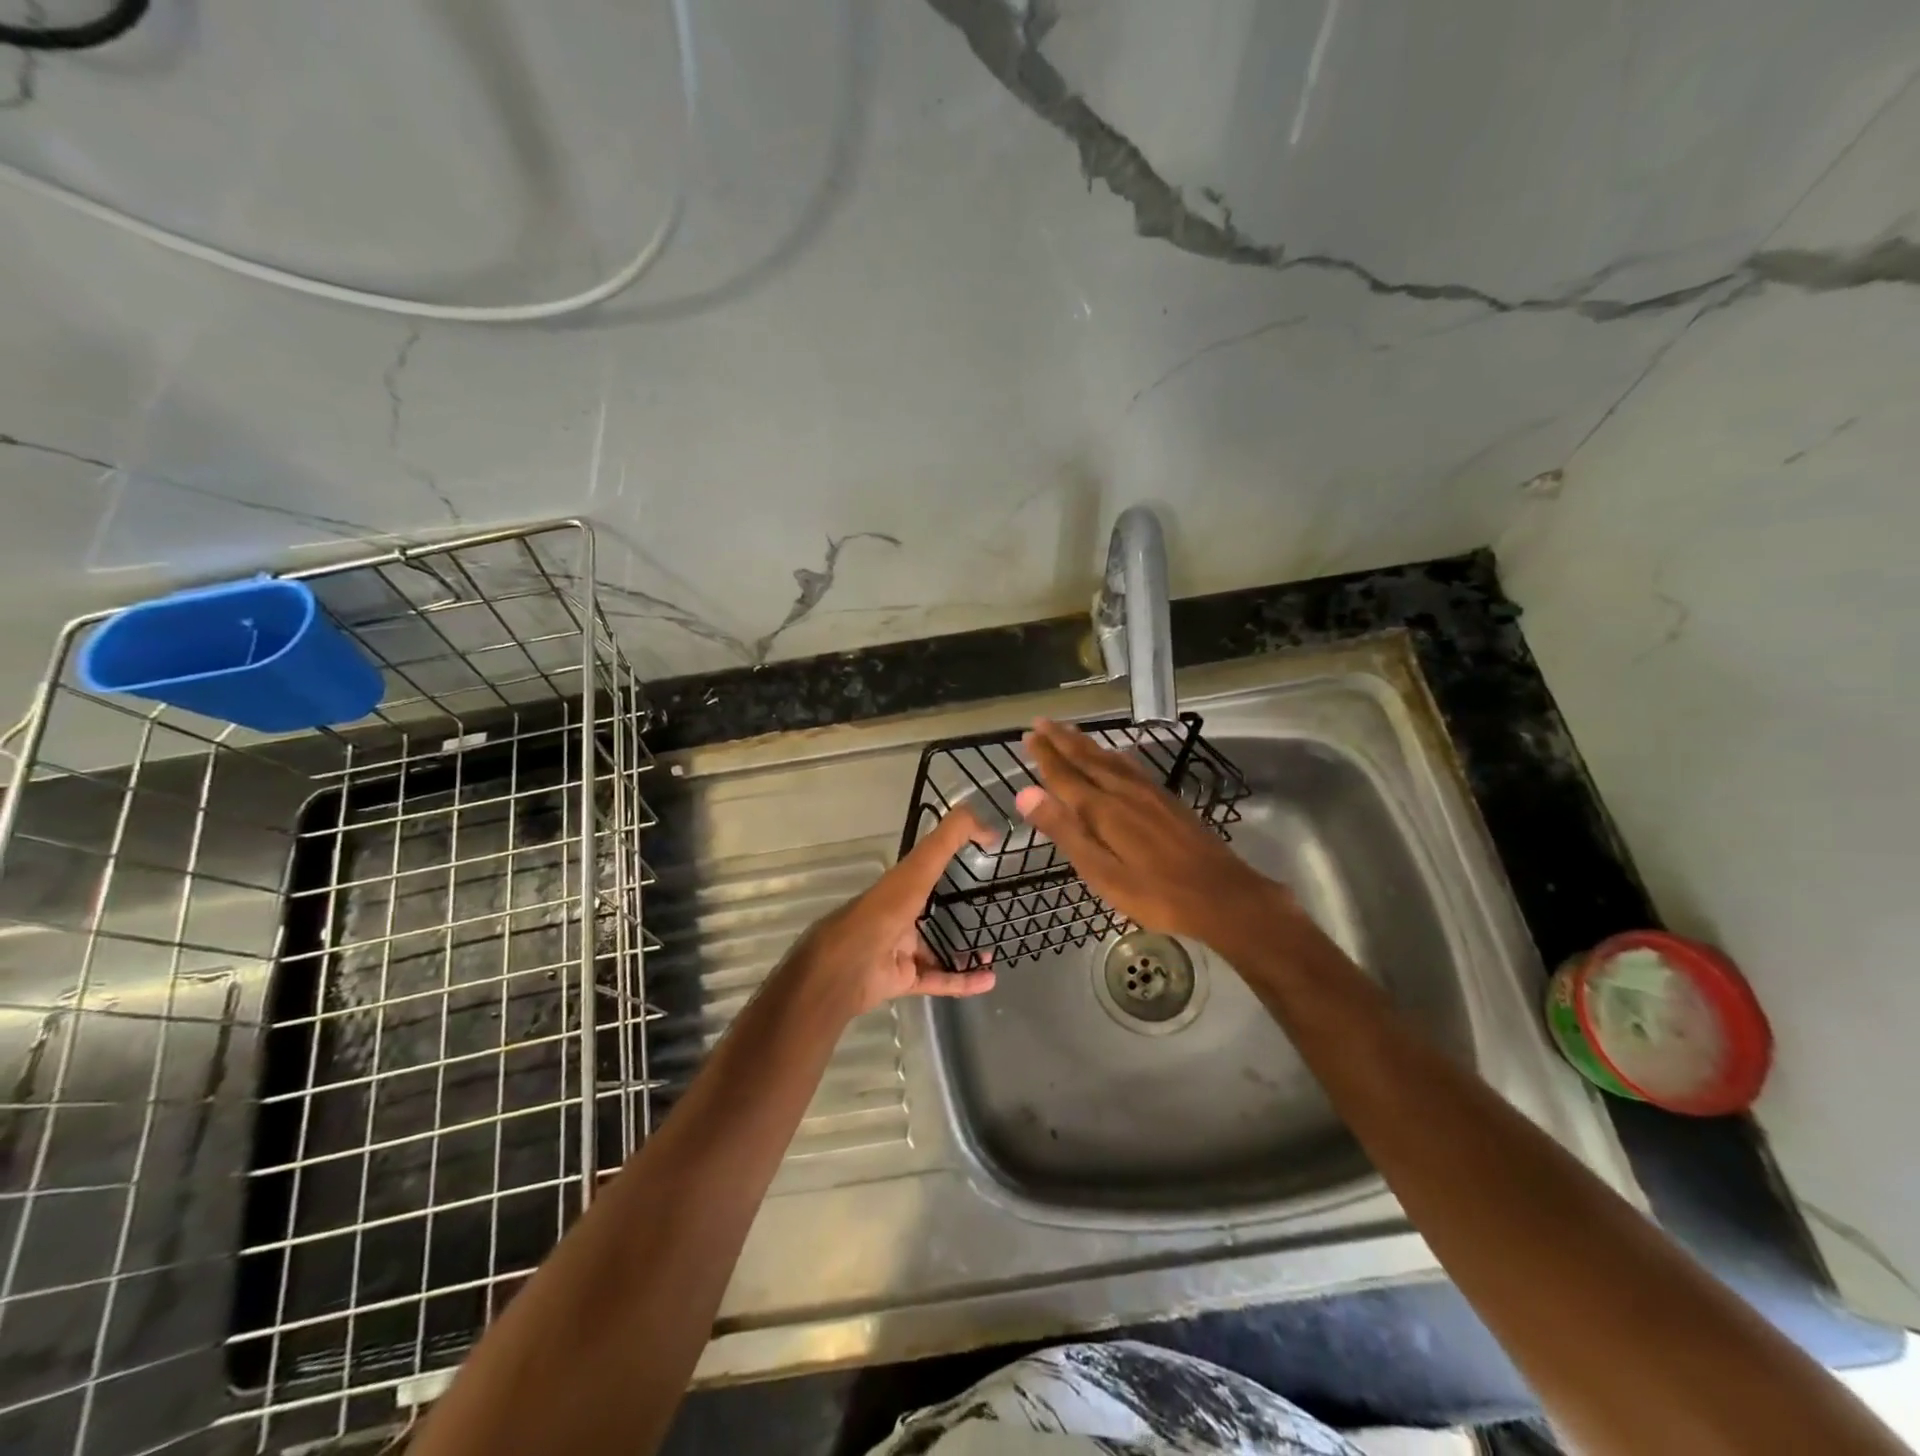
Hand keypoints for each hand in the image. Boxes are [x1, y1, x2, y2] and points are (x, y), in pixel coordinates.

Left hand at [784, 806, 997, 1019]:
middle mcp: (898, 915)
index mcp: (899, 886)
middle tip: (990, 913)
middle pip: (931, 912)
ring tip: (992, 950)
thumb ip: (948, 840)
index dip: (951, 860)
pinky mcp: (903, 979)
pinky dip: (962, 981)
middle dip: (958, 912)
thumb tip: (986, 821)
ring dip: (963, 951)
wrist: (847, 967)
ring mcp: (899, 949)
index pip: (927, 868)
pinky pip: (938, 980)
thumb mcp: (918, 867)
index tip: (981, 860)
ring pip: (936, 950)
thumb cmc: (883, 911)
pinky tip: (988, 980)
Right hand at [1013, 718, 1293, 950]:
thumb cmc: (1155, 894)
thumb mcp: (1101, 872)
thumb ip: (1064, 831)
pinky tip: (1117, 754)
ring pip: (1111, 759)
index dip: (1045, 756)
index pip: (1066, 775)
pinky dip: (1115, 754)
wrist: (1223, 897)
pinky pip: (1132, 766)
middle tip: (1041, 722)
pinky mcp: (1168, 801)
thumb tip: (1025, 793)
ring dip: (1087, 743)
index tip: (1028, 736)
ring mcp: (1150, 794)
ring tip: (1070, 730)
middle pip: (1088, 759)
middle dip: (1062, 740)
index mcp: (1104, 810)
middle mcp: (1125, 792)